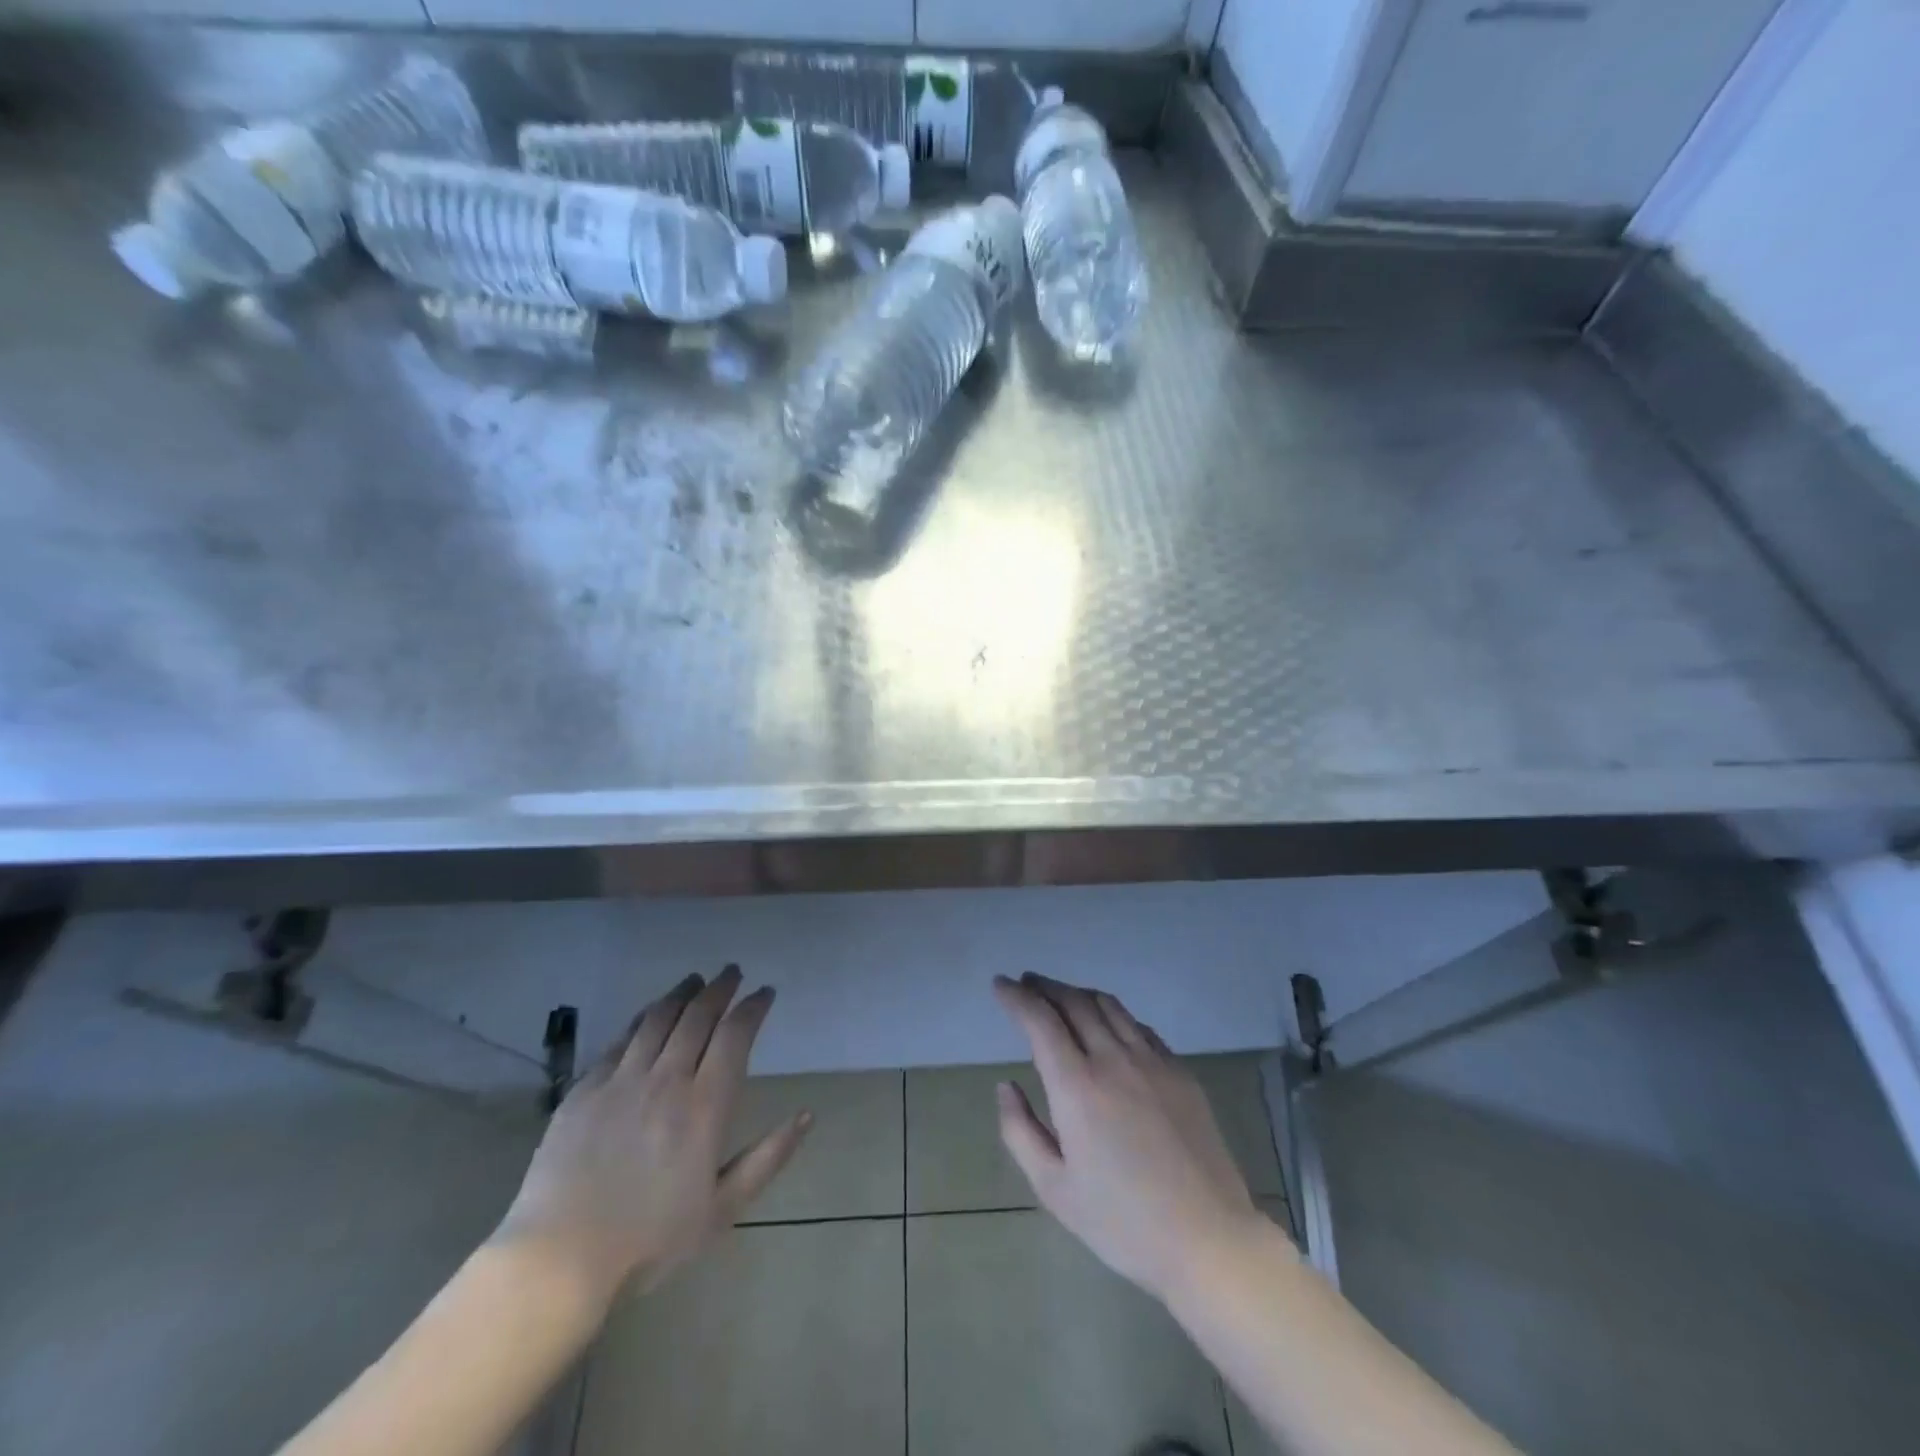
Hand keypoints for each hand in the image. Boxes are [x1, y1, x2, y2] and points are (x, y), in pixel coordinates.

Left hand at [494, 966, 809, 1299]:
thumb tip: (808, 1115)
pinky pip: (621, 1040)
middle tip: (733, 973)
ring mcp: (622, 1080)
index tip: (765, 993)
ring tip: (695, 979)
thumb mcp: (722, 1210)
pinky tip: (649, 1013)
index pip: (735, 1035)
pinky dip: (642, 1018)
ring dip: (682, 993)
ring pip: (658, 1018)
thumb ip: (768, 1158)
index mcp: (704, 1106)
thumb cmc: (650, 1241)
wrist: (558, 1261)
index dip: (753, 1007)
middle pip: (698, 1016)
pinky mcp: (586, 1089)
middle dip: (720, 988)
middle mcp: (667, 1080)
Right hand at [993, 973, 1268, 1301]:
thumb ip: (1020, 1131)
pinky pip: (1139, 1027)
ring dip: (1078, 994)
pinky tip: (1108, 1027)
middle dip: (1045, 987)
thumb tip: (1006, 1086)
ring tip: (1061, 997)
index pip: (1040, 1021)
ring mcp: (1152, 1062)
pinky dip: (1113, 1015)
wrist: (1208, 1238)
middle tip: (1026, 984)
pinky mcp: (1180, 1072)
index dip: (1016, 997)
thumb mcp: (1054, 1189)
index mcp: (1077, 1086)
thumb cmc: (1122, 1222)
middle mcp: (1113, 1059)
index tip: (1000, 984)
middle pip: (1074, 1002)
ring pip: (1109, 1006)